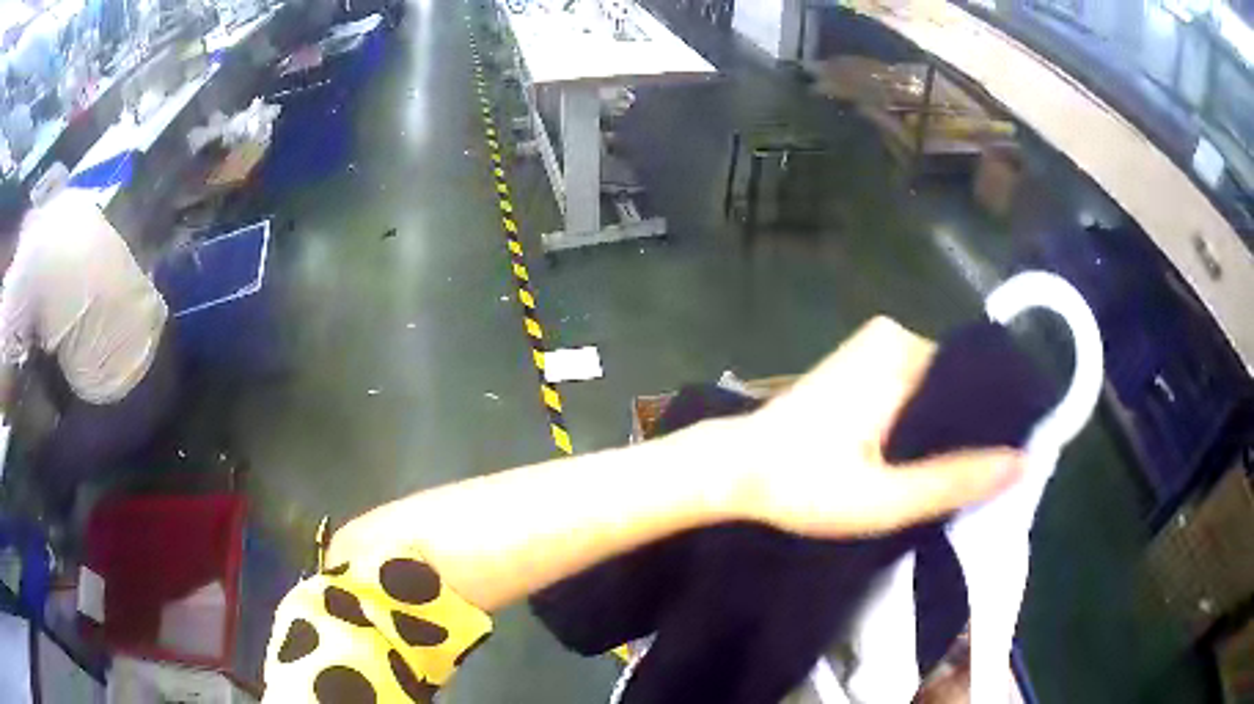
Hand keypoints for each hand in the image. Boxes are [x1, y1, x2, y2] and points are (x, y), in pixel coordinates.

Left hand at [729, 317, 1022, 537]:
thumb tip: (1022, 462)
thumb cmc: (803, 485)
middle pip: (955, 385)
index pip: (974, 381)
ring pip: (935, 391)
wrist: (734, 469)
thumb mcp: (884, 498)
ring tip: (950, 475)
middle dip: (968, 430)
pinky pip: (912, 391)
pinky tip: (920, 459)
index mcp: (903, 352)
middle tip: (975, 481)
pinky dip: (921, 423)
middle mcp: (893, 336)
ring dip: (944, 430)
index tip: (1004, 465)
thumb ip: (954, 480)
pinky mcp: (861, 365)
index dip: (994, 424)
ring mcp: (875, 348)